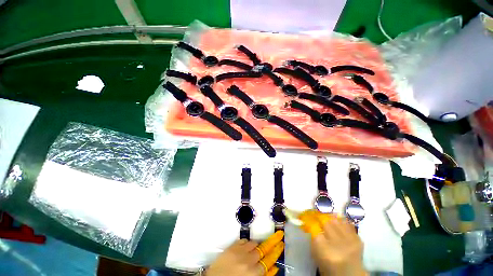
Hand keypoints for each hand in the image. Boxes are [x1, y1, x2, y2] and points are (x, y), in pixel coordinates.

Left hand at [205, 231, 284, 275]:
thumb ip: (264, 275)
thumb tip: (274, 268)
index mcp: (254, 273)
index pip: (269, 261)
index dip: (276, 251)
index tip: (281, 244)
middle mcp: (248, 261)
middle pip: (262, 250)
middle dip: (268, 245)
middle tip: (275, 237)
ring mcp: (239, 252)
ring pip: (253, 244)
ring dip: (255, 246)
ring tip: (254, 249)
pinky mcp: (231, 247)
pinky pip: (243, 240)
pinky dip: (246, 243)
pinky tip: (244, 247)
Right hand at [299, 210, 366, 275]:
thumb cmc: (329, 267)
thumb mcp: (316, 255)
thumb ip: (312, 238)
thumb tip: (308, 222)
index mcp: (324, 250)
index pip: (313, 226)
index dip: (308, 219)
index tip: (304, 216)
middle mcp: (338, 243)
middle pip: (325, 221)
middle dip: (318, 217)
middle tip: (314, 216)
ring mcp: (350, 240)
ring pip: (336, 220)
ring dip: (329, 218)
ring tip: (325, 219)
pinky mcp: (358, 239)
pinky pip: (346, 223)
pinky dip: (340, 221)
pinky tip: (336, 223)